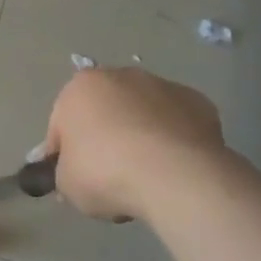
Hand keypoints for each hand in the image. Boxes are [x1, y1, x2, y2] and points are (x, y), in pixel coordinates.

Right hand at [42, 68, 225, 222]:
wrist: (175, 176)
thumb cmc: (105, 172)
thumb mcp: (66, 184)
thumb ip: (65, 172)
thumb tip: (75, 173)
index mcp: (80, 88)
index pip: (61, 125)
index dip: (63, 155)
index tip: (72, 178)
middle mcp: (121, 76)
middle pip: (105, 111)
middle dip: (104, 138)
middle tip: (107, 176)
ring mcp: (164, 86)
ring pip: (142, 115)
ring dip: (140, 137)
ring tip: (145, 176)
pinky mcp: (199, 103)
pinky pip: (175, 125)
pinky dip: (172, 142)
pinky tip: (172, 169)